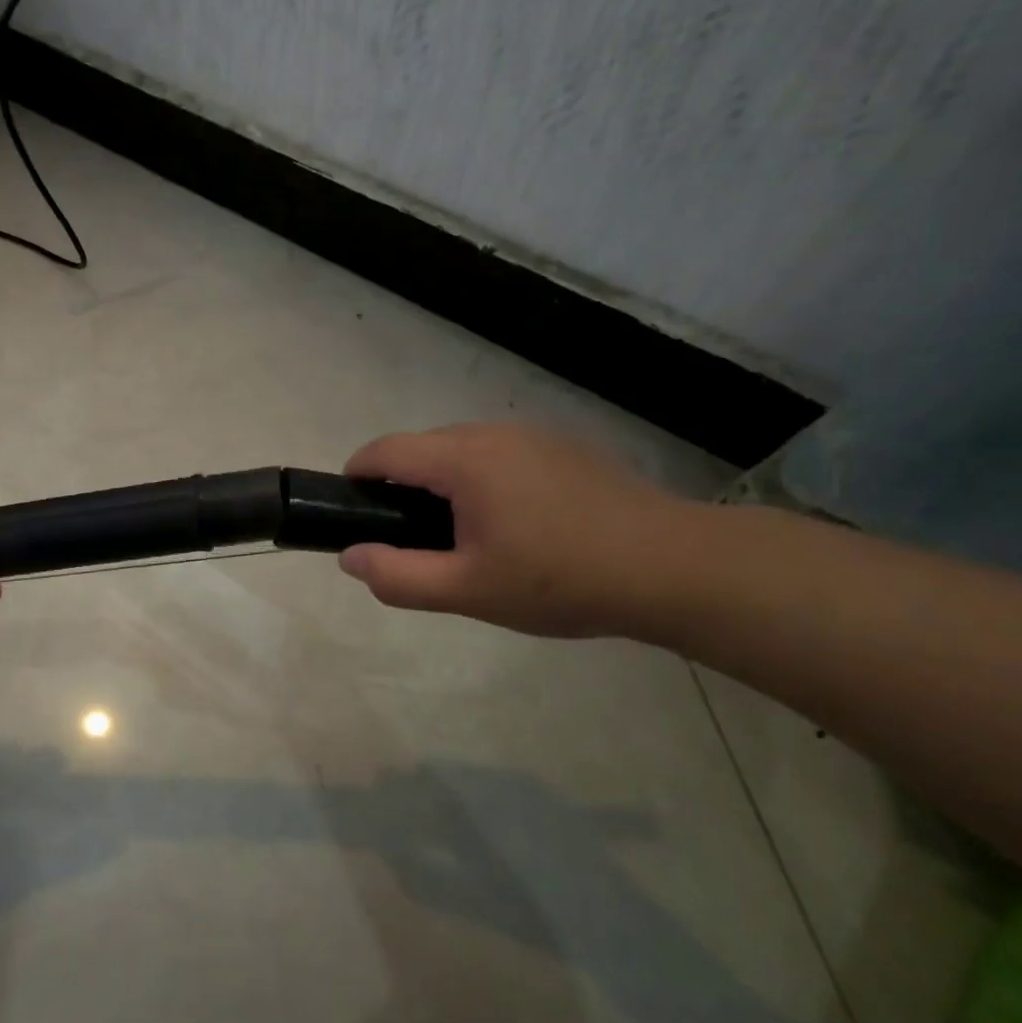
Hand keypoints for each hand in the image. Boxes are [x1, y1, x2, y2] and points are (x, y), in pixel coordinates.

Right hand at [339, 423, 698, 636]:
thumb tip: (349, 557)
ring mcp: (533, 435)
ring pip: (462, 450)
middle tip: (414, 542)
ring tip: (467, 537)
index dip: (356, 477)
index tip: (352, 513)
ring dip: (445, 484)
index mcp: (463, 459)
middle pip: (421, 448)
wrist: (672, 567)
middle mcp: (492, 432)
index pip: (383, 451)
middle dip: (402, 487)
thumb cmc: (560, 580)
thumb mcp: (468, 590)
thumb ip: (398, 576)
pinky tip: (516, 525)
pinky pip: (501, 454)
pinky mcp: (564, 446)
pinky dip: (484, 480)